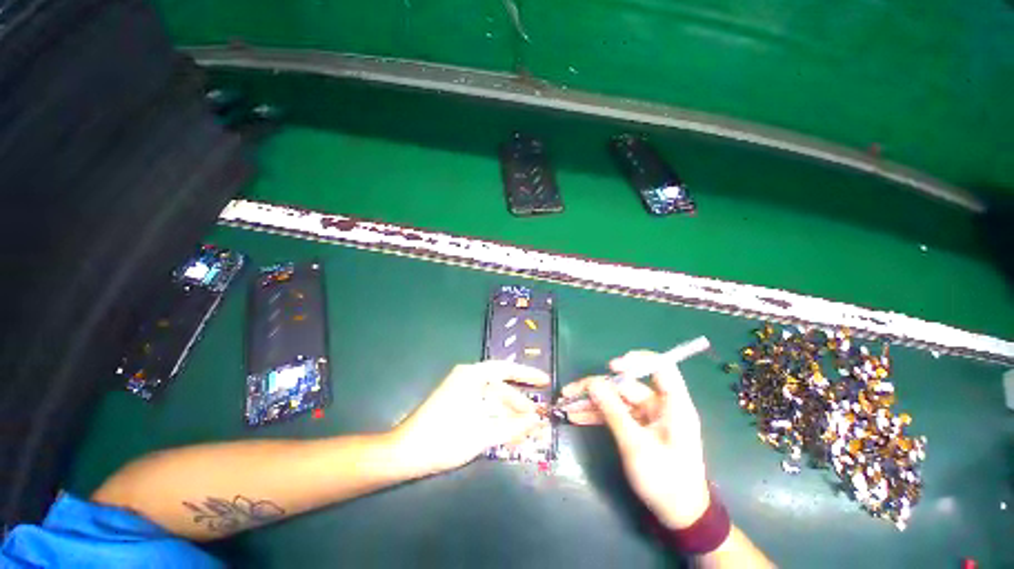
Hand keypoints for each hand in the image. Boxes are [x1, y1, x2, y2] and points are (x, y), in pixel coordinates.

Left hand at [392, 361, 549, 475]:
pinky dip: (498, 421)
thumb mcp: (483, 433)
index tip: (545, 381)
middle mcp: (469, 379)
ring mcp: (463, 393)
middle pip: (502, 389)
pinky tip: (512, 434)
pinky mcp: (459, 407)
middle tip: (540, 420)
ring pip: (494, 402)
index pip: (507, 369)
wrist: (406, 453)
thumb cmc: (445, 437)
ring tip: (530, 431)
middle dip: (521, 406)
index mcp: (473, 375)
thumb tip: (537, 421)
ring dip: (511, 416)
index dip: (528, 375)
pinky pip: (485, 410)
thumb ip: (513, 426)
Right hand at [559, 350, 709, 528]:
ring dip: (592, 402)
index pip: (661, 367)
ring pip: (616, 400)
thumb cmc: (665, 480)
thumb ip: (613, 412)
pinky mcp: (639, 427)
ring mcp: (648, 416)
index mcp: (673, 405)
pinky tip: (577, 416)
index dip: (637, 360)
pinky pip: (616, 414)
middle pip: (626, 385)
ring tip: (567, 405)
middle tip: (570, 392)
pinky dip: (598, 415)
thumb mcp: (636, 446)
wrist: (679, 515)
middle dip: (597, 388)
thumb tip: (593, 384)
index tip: (612, 367)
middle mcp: (660, 405)